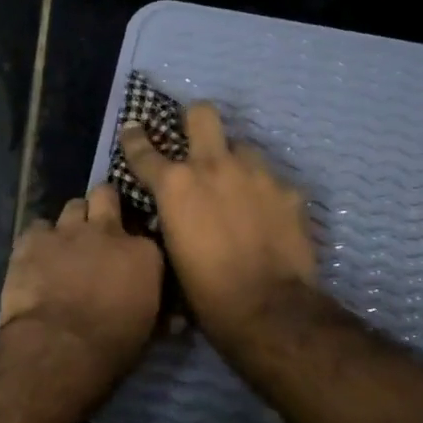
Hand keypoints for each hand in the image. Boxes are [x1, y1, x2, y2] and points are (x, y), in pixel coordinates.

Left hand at [0, 183, 163, 381]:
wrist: (60, 346)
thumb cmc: (112, 346)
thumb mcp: (147, 329)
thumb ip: (155, 309)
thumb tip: (172, 318)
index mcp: (143, 253)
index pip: (145, 233)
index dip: (134, 243)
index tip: (129, 256)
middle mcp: (108, 231)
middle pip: (106, 196)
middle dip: (103, 205)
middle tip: (98, 226)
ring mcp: (68, 231)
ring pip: (73, 205)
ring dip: (72, 222)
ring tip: (66, 243)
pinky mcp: (33, 240)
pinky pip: (36, 227)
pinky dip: (38, 240)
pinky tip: (36, 257)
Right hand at [120, 103, 316, 343]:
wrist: (267, 308)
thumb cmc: (205, 292)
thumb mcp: (171, 252)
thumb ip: (170, 218)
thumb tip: (173, 211)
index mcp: (176, 185)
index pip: (144, 150)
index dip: (134, 138)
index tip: (133, 128)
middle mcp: (215, 166)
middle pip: (203, 114)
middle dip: (195, 120)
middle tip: (195, 138)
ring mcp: (257, 174)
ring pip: (243, 146)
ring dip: (235, 161)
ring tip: (237, 188)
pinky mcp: (289, 190)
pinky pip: (271, 180)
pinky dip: (265, 193)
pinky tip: (268, 216)